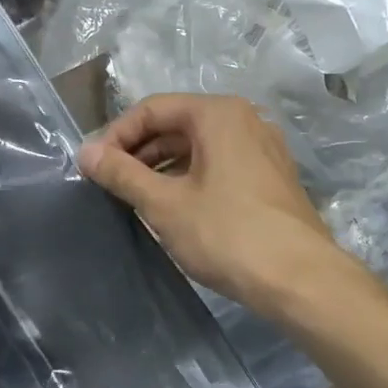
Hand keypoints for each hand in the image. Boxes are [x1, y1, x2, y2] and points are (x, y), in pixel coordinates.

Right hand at [77, 93, 353, 308]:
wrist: (301, 279)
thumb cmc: (227, 234)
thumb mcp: (165, 204)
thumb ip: (122, 173)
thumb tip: (85, 152)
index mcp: (218, 114)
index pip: (152, 109)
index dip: (116, 135)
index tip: (93, 167)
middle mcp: (245, 119)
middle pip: (177, 124)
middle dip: (139, 151)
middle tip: (109, 184)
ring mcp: (263, 148)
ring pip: (198, 147)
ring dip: (162, 167)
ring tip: (135, 198)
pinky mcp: (271, 177)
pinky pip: (219, 165)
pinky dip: (190, 178)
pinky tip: (173, 208)